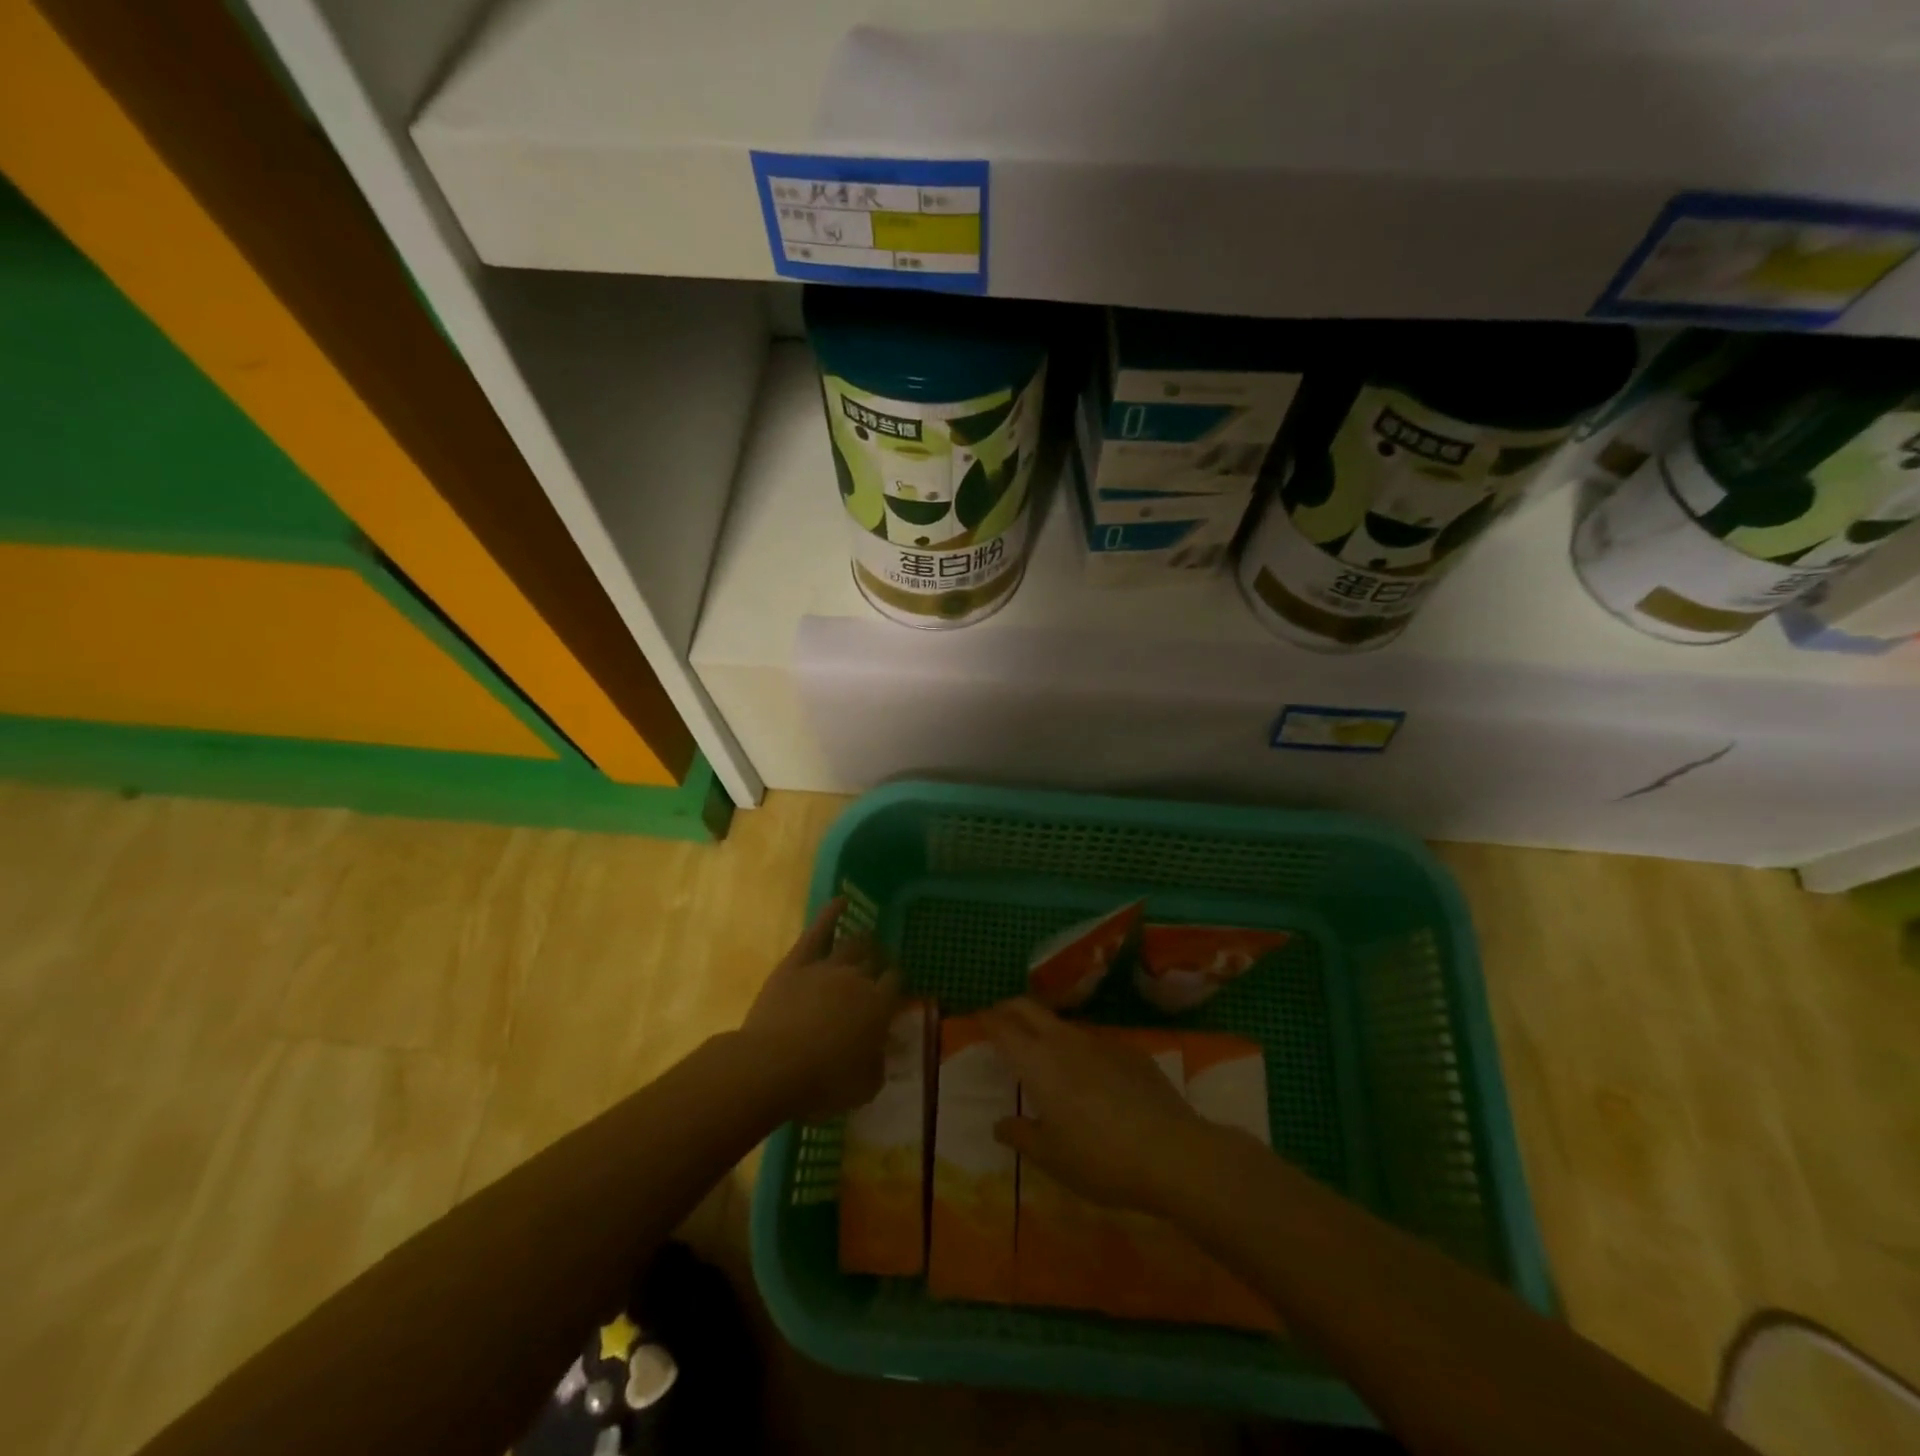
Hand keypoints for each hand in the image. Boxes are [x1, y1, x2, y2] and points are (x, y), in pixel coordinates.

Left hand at [739, 898, 900, 1120]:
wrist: (772, 1066)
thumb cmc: (823, 1083)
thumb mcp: (864, 1086)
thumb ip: (879, 1064)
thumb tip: (885, 1050)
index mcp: (879, 1006)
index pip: (896, 983)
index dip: (898, 983)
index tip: (896, 987)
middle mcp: (858, 979)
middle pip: (875, 960)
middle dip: (881, 960)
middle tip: (881, 964)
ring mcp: (826, 967)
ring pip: (851, 945)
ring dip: (862, 941)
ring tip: (867, 938)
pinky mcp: (796, 964)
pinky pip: (816, 932)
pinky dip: (830, 914)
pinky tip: (840, 901)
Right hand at [980, 998, 1204, 1213]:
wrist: (1173, 1153)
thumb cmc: (1100, 1159)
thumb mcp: (1052, 1158)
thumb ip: (1022, 1136)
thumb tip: (1000, 1124)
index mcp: (1038, 1062)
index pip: (1003, 1026)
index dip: (987, 1019)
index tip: (977, 1019)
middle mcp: (1065, 1041)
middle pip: (1029, 1008)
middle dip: (1010, 1008)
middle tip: (1000, 1020)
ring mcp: (1101, 1042)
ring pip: (1063, 1024)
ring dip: (1046, 1029)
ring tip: (1043, 1053)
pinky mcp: (1131, 1051)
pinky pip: (1095, 1043)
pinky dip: (1080, 1050)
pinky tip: (1092, 1079)